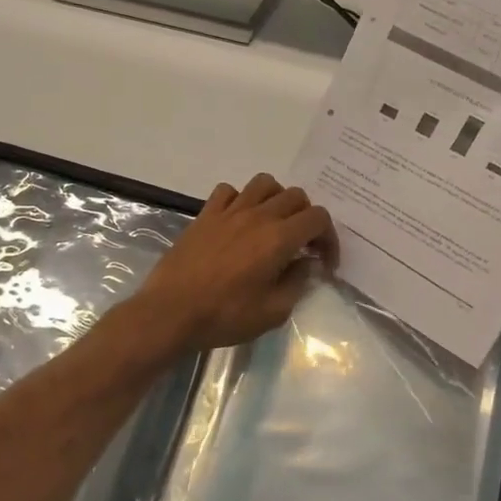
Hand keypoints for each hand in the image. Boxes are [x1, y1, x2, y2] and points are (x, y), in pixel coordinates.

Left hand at [135, 173, 338, 352]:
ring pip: (264, 184)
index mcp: (278, 239)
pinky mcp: (205, 215)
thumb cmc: (225, 316)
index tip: (324, 262)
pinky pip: (228, 191)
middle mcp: (257, 216)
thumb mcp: (273, 312)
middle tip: (302, 245)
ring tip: (274, 224)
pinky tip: (239, 220)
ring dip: (277, 199)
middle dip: (307, 218)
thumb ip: (297, 283)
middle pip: (295, 196)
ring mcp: (229, 211)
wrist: (171, 312)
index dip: (329, 238)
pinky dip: (240, 199)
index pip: (318, 218)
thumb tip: (305, 264)